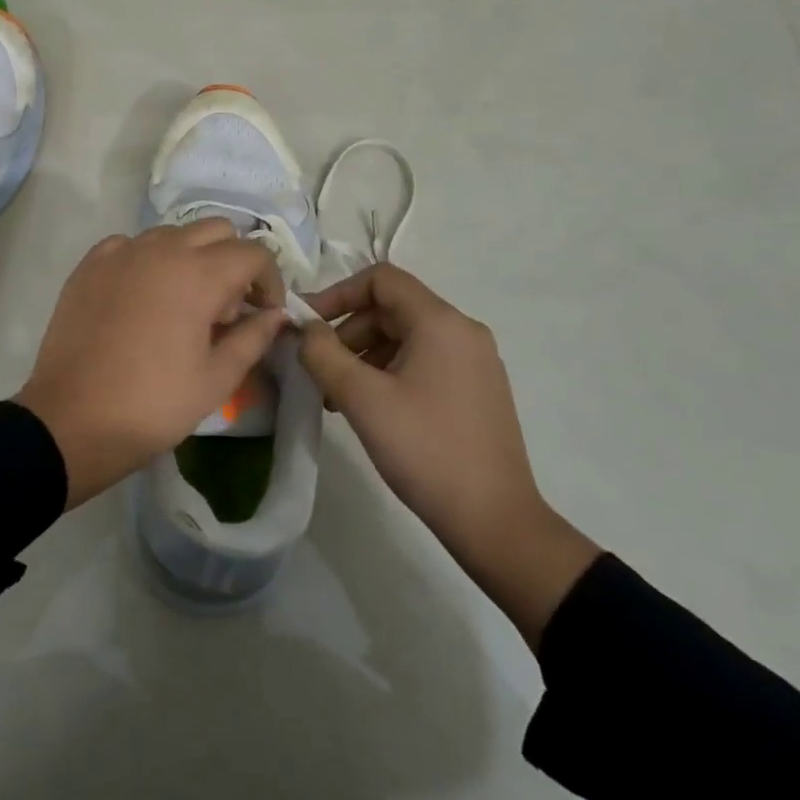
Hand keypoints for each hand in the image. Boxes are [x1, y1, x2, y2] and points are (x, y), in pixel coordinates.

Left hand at [17, 221, 286, 508]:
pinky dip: (148, 260)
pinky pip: (131, 245)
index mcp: (199, 274)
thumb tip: (276, 315)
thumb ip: (254, 338)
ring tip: (184, 303)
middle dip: (234, 261)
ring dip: (192, 257)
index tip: (263, 314)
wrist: (72, 420)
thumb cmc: (153, 404)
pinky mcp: (90, 265)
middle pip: (216, 230)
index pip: (254, 253)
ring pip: (173, 233)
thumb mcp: (217, 379)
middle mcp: (161, 249)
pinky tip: (143, 296)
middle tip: (227, 308)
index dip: (269, 282)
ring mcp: (121, 253)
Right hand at [297, 264, 598, 648]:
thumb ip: (323, 354)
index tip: (308, 326)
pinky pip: (423, 361)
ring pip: (405, 337)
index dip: (338, 293)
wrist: (495, 520)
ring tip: (338, 397)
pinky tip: (371, 409)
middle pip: (392, 308)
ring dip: (364, 356)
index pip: (381, 279)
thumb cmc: (425, 450)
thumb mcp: (362, 398)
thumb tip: (304, 329)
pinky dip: (389, 372)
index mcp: (441, 322)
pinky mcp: (476, 389)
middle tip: (320, 371)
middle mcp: (463, 331)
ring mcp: (474, 362)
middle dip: (348, 332)